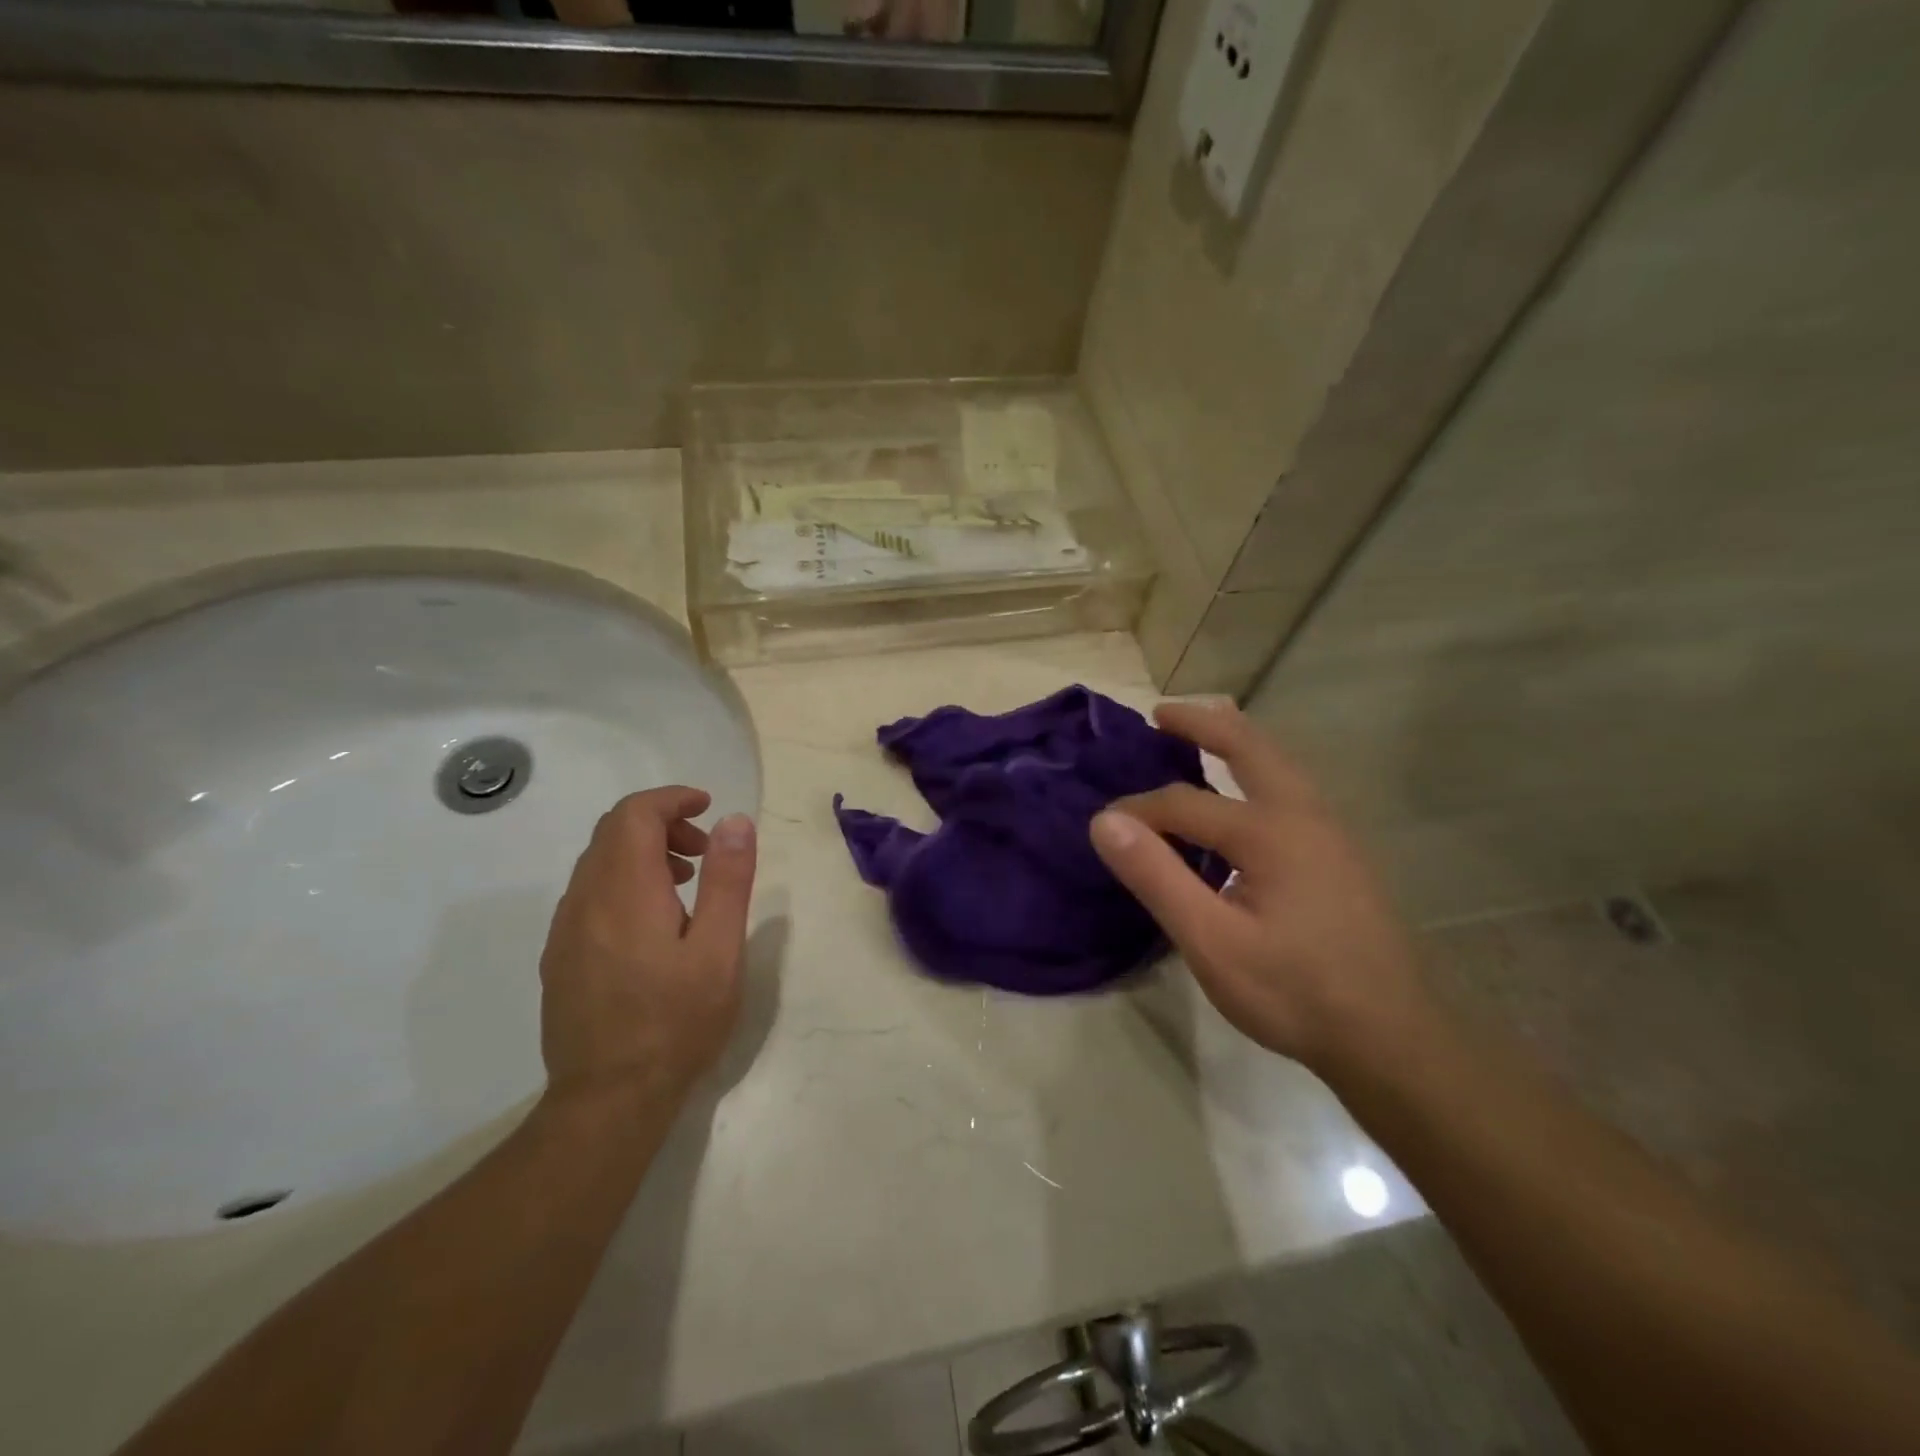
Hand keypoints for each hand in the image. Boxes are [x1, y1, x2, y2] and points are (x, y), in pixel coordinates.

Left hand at [538, 787, 757, 1108]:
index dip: (672, 799)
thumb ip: (728, 880)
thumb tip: (734, 821)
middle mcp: (584, 900)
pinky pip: (588, 895)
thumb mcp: (720, 950)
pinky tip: (653, 924)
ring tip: (686, 885)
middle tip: (704, 850)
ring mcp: (564, 930)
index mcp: (624, 891)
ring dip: (642, 853)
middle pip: (612, 832)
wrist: (609, 1099)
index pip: (634, 814)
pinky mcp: (559, 957)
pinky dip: (623, 882)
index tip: (708, 807)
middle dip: (661, 824)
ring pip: (598, 863)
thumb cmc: (676, 1022)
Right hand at [1089, 702, 1428, 1072]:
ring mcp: (1331, 832)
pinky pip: (1291, 788)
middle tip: (1162, 712)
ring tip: (1203, 733)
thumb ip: (1156, 876)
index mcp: (1269, 830)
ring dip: (1237, 740)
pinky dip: (1258, 768)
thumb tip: (1104, 821)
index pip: (1183, 804)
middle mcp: (1304, 814)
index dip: (1138, 812)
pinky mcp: (1341, 854)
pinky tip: (1246, 794)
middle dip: (1203, 723)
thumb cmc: (1294, 992)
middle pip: (1250, 747)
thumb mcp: (1211, 941)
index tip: (1104, 831)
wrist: (1392, 1038)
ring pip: (1279, 764)